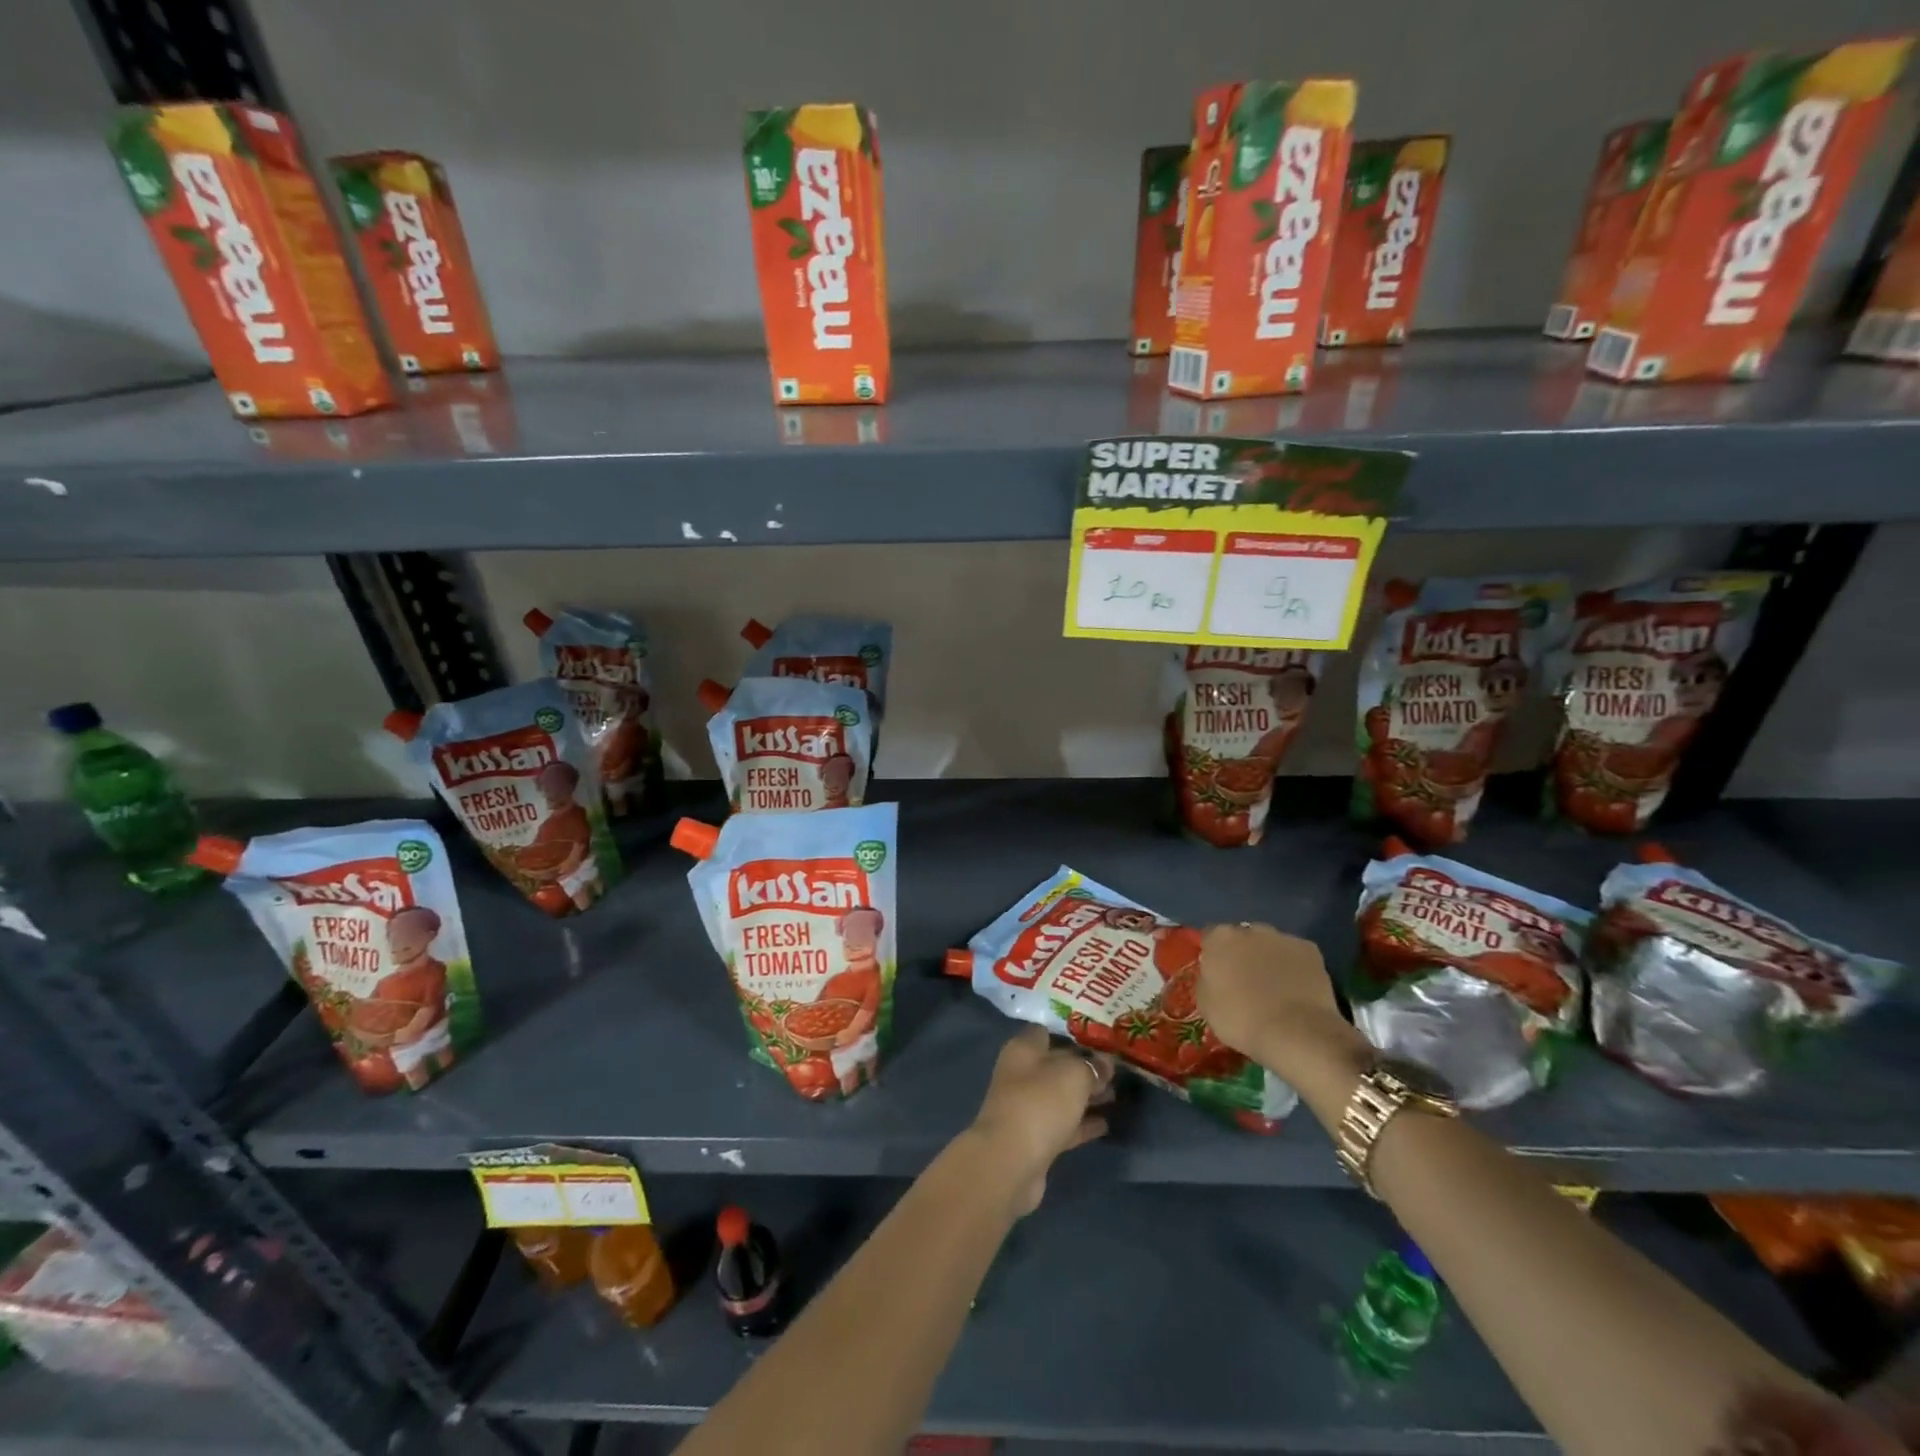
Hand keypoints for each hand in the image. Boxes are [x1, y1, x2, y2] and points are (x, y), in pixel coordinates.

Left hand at [966, 1026, 1114, 1216]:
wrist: (1011, 1161)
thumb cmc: (1040, 1102)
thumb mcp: (1074, 1075)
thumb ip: (1092, 1066)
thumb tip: (1105, 1064)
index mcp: (1024, 1049)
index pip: (1047, 1031)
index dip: (1072, 1034)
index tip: (1099, 1038)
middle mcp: (1021, 1074)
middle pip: (1056, 1065)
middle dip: (1084, 1067)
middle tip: (1116, 1070)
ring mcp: (1027, 1108)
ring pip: (1061, 1096)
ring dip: (1086, 1096)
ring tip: (1116, 1095)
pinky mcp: (1035, 1139)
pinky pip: (1063, 1125)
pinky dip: (1082, 1124)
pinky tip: (1106, 1124)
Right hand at [1198, 924, 1367, 1108]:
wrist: (1295, 1032)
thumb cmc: (1241, 1019)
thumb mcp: (1206, 1004)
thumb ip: (1207, 979)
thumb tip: (1214, 974)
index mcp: (1220, 939)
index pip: (1210, 937)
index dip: (1213, 955)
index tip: (1217, 974)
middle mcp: (1250, 930)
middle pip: (1242, 937)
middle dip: (1243, 953)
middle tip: (1245, 981)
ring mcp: (1282, 937)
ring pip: (1271, 944)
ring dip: (1269, 958)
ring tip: (1275, 988)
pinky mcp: (1310, 950)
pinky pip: (1296, 956)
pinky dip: (1295, 967)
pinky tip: (1297, 990)